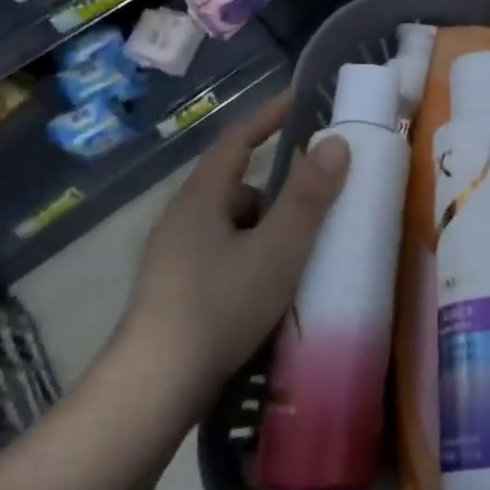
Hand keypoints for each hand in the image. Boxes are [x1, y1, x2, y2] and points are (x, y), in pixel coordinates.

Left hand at [115, 92, 349, 423]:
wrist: (154, 390)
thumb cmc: (219, 307)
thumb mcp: (278, 249)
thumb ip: (309, 197)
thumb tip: (335, 143)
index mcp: (201, 199)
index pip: (237, 141)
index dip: (269, 116)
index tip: (301, 99)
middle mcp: (183, 220)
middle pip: (239, 186)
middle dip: (281, 187)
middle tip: (324, 192)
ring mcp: (176, 257)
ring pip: (235, 225)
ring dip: (270, 227)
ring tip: (308, 248)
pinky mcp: (178, 290)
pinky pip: (228, 253)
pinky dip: (257, 255)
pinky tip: (277, 284)